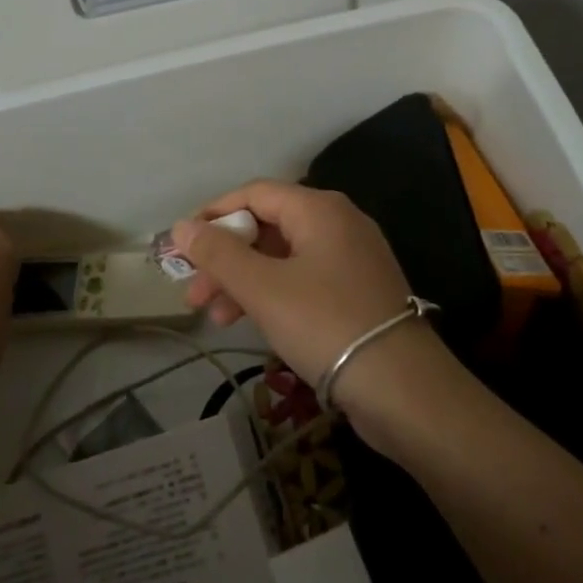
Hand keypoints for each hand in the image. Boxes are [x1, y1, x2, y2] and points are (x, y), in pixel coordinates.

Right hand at [172, 180, 425, 394]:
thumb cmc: (325, 324)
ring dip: (243, 281)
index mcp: (319, 209)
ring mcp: (350, 258)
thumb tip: (181, 228)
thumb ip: (219, 254)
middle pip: (267, 226)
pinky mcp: (356, 291)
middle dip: (225, 258)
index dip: (214, 214)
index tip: (183, 246)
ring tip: (214, 317)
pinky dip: (272, 294)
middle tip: (193, 292)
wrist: (402, 388)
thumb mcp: (263, 288)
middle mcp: (338, 223)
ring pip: (282, 257)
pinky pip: (302, 279)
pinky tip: (248, 322)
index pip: (254, 193)